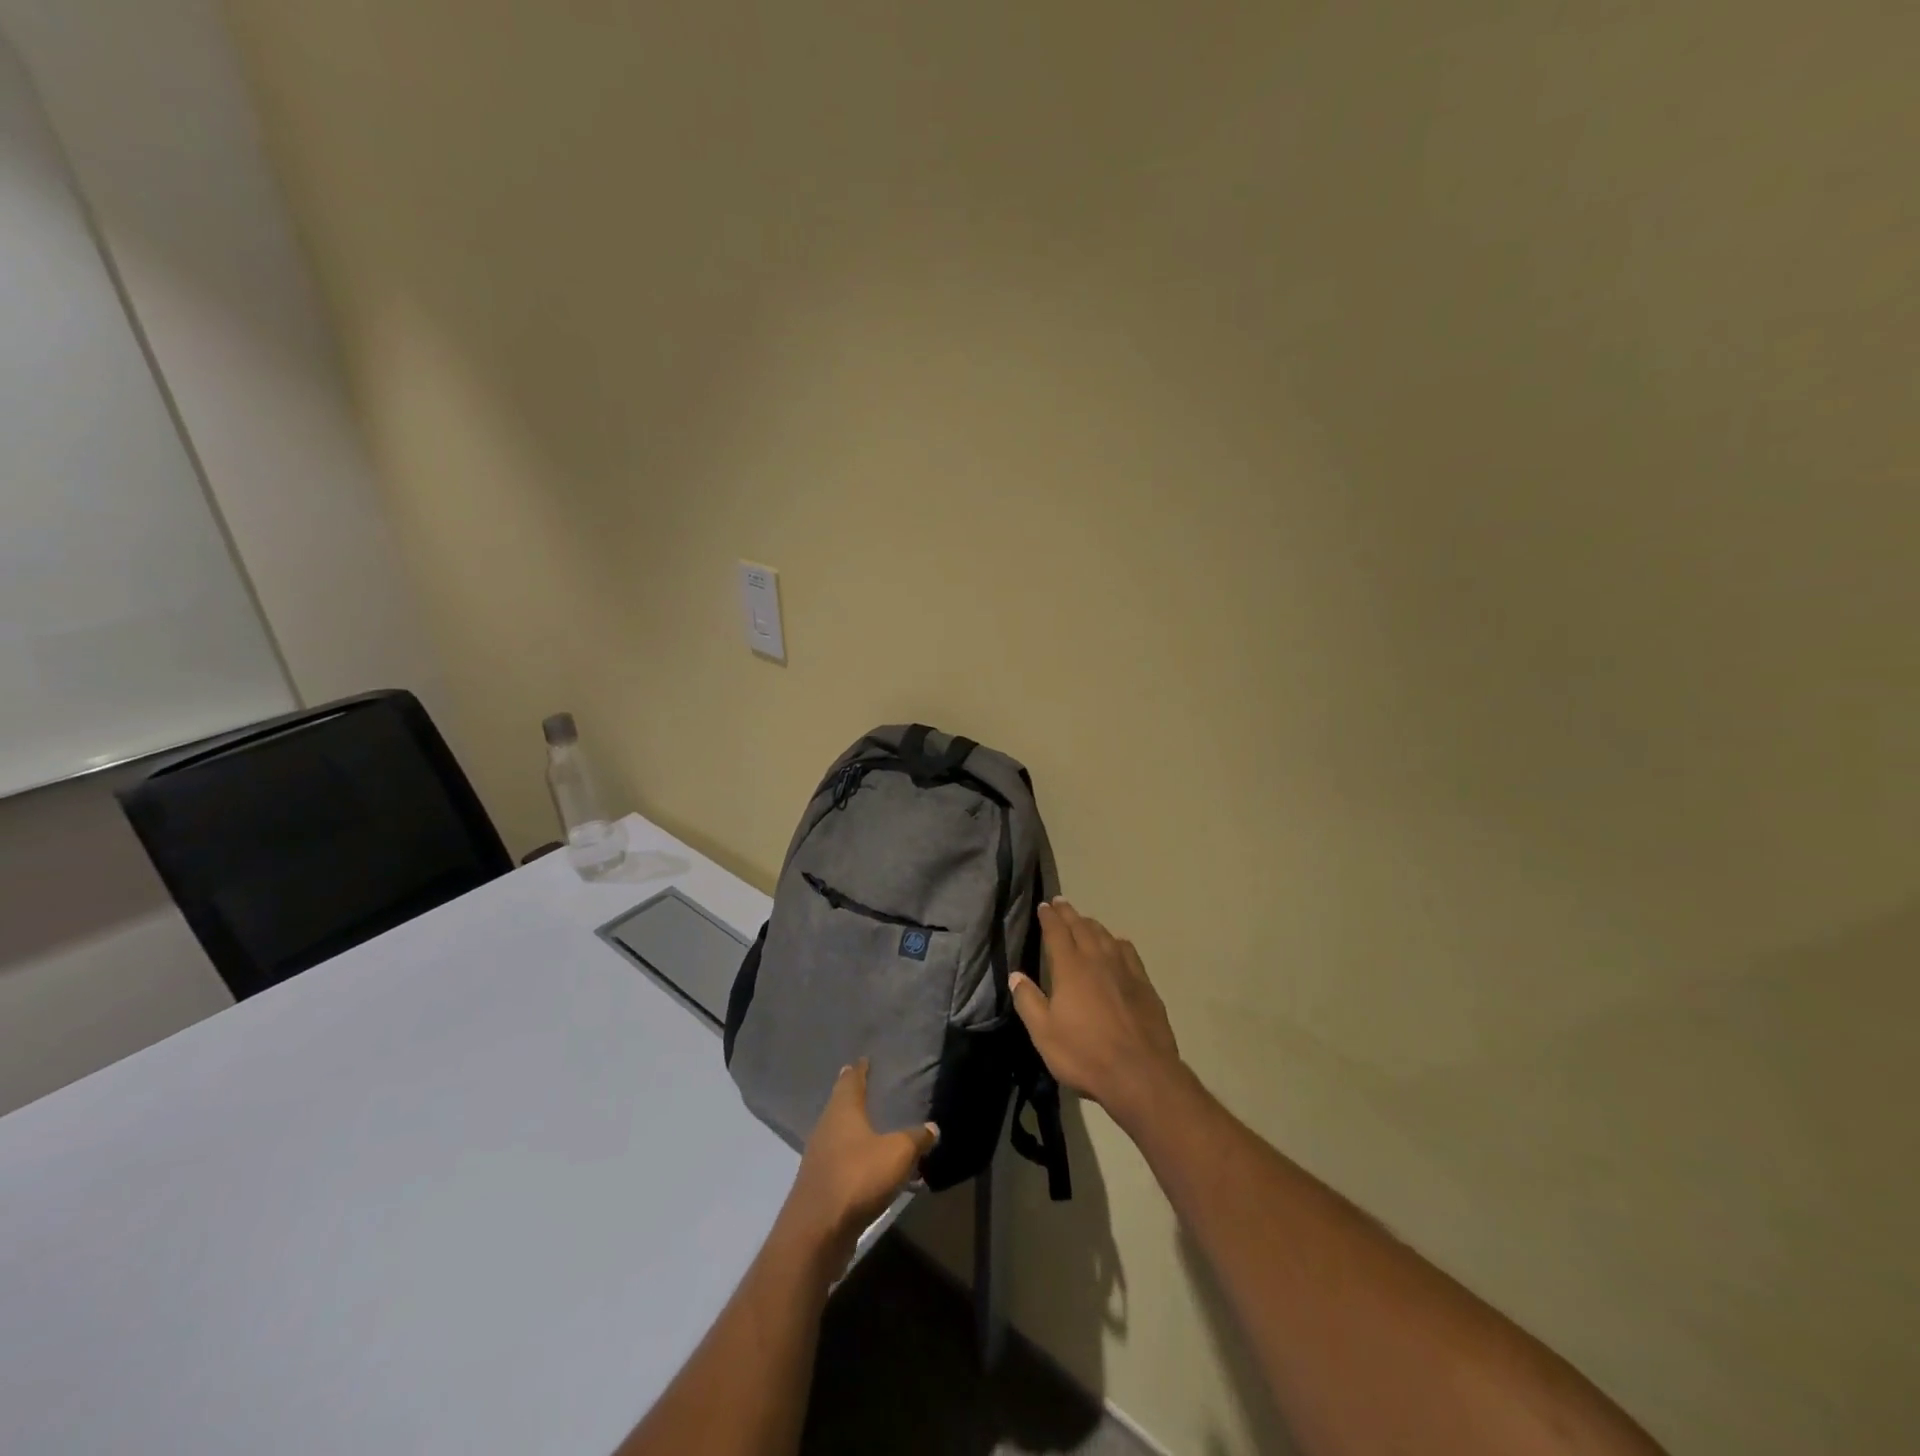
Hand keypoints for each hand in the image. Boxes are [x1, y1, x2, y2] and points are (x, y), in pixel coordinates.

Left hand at [778, 1060, 937, 1272]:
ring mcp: (820, 1158)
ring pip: (840, 1134)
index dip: (859, 1069)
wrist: (817, 1231)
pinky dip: (856, 1158)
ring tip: (875, 1126)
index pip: (850, 1080)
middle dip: (854, 1096)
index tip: (864, 1059)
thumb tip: (932, 1127)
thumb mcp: (897, 1153)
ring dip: (856, 1130)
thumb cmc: (857, 1177)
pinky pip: (842, 1162)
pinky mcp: (820, 1186)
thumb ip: (916, 1138)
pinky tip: (871, 1167)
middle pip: (841, 1105)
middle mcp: (826, 1127)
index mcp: (842, 1110)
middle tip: (870, 1087)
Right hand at [1010, 899, 1185, 1136]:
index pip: (1057, 932)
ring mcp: (1125, 970)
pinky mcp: (1144, 984)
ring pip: (1105, 936)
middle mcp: (1098, 960)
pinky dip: (1117, 941)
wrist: (1141, 1073)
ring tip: (1084, 920)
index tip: (1044, 905)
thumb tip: (1016, 975)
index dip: (1049, 917)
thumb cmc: (1085, 1054)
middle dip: (1069, 913)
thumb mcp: (1044, 1034)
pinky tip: (1117, 944)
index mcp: (1071, 968)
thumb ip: (1028, 1002)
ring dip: (1091, 924)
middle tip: (1060, 902)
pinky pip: (1128, 951)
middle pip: (1082, 927)